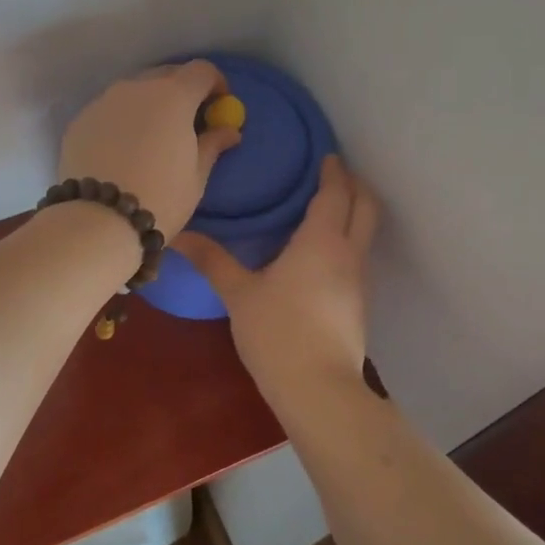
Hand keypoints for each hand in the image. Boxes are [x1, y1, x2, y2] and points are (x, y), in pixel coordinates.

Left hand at [57, 61, 241, 236]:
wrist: (99, 221)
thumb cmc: (161, 198)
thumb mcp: (196, 175)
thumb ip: (212, 145)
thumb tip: (229, 131)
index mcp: (173, 96)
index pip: (201, 71)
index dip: (215, 84)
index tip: (218, 104)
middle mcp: (136, 88)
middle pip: (166, 75)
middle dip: (180, 91)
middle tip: (186, 120)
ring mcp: (103, 101)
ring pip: (133, 91)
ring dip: (148, 104)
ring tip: (151, 137)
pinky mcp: (80, 120)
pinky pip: (108, 111)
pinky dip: (121, 120)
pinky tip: (121, 150)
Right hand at [174, 154, 378, 396]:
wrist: (319, 389)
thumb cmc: (278, 332)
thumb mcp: (239, 294)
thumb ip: (212, 260)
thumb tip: (178, 235)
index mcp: (321, 241)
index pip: (335, 193)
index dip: (333, 171)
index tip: (326, 154)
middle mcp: (348, 253)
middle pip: (366, 206)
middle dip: (355, 185)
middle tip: (333, 173)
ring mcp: (359, 280)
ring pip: (366, 233)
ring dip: (354, 213)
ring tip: (326, 207)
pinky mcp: (358, 304)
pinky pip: (358, 256)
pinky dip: (348, 240)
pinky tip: (322, 253)